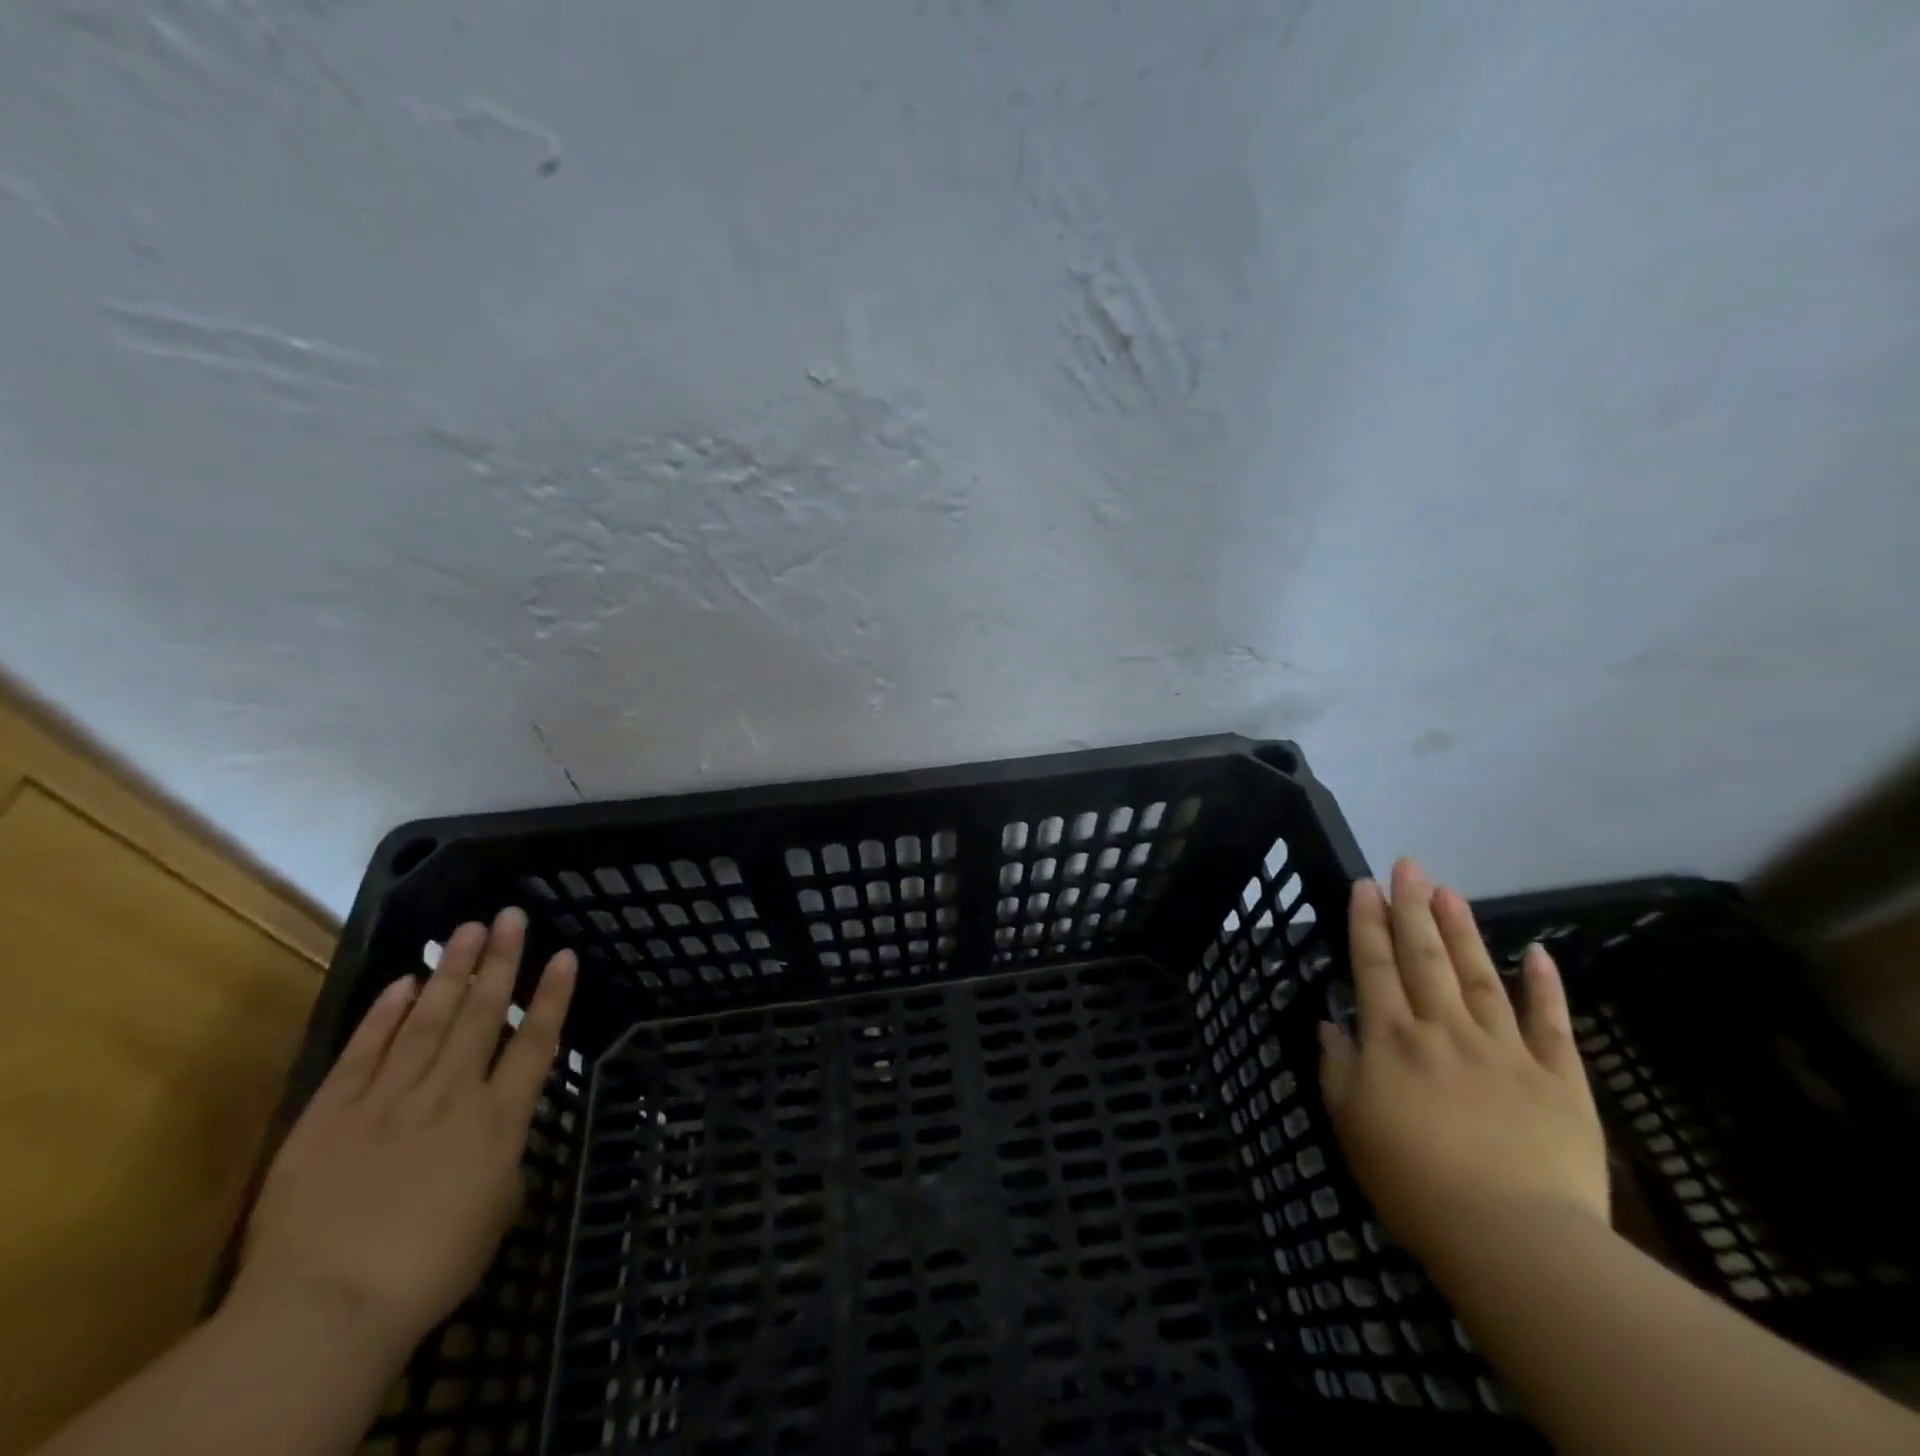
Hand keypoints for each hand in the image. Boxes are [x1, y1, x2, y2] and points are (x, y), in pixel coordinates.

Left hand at [228, 908, 576, 1357]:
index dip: (552, 996)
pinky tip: (402, 982)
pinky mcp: (331, 1115)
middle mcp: (451, 1094)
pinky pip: (363, 1054)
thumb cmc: (430, 1269)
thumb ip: (503, 1167)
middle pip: (482, 1015)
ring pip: (427, 1020)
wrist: (325, 1308)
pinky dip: (384, 1016)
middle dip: (500, 961)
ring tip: (465, 928)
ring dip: (450, 971)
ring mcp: (389, 1099)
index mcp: (498, 1120)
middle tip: (509, 915)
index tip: (564, 954)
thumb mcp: (494, 1217)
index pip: (536, 1043)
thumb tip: (498, 1146)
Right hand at [1318, 859, 1607, 1268]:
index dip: (1367, 923)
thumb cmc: (1413, 1183)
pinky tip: (1539, 954)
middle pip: (1424, 957)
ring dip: (1462, 930)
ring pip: (1480, 976)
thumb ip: (1337, 1067)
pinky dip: (1546, 987)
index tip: (1365, 886)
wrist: (1513, 1240)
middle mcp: (1443, 1030)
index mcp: (1391, 1040)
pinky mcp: (1559, 1079)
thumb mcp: (1350, 1125)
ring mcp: (1504, 1050)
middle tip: (1408, 865)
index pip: (1374, 966)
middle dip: (1412, 907)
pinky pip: (1551, 1024)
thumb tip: (1329, 1022)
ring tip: (1449, 891)